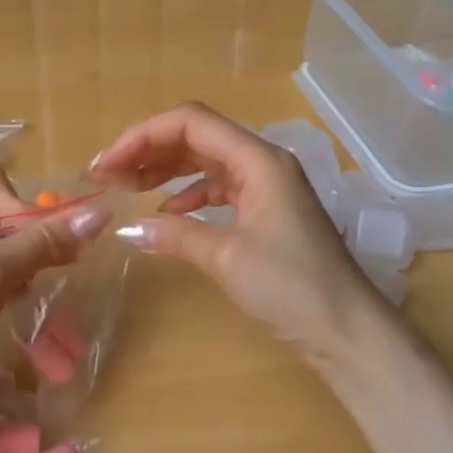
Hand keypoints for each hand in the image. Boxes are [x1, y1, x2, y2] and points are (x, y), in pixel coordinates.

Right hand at [90, 102, 388, 374]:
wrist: (346, 330)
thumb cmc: (291, 287)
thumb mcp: (227, 258)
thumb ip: (176, 235)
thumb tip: (128, 227)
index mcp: (258, 159)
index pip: (191, 123)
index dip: (143, 135)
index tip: (106, 164)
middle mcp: (263, 163)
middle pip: (197, 137)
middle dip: (149, 150)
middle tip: (107, 175)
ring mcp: (267, 187)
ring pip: (206, 161)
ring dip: (166, 169)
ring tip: (127, 187)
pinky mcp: (266, 213)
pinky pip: (219, 189)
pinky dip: (188, 195)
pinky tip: (167, 214)